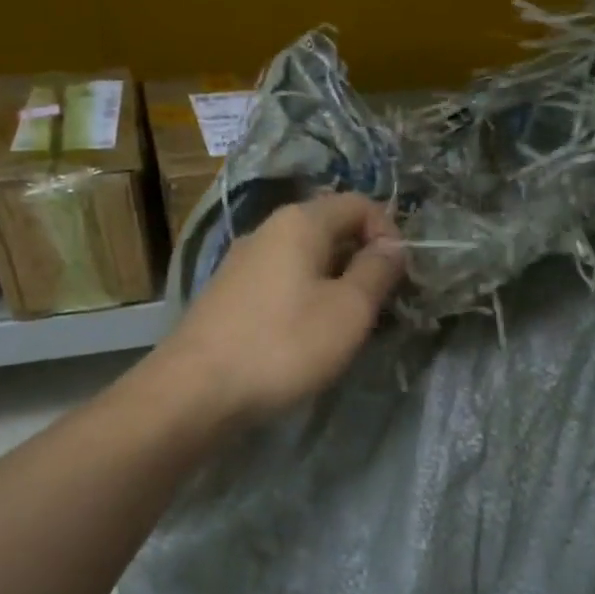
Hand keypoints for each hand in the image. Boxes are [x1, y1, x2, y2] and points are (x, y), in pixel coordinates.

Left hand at [157, 192, 405, 424]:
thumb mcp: (348, 311)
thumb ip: (377, 272)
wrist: (195, 390)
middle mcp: (268, 230)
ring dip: (336, 284)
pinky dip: (305, 299)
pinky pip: (282, 282)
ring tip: (347, 327)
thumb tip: (393, 245)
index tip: (399, 278)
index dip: (389, 233)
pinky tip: (306, 337)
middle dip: (363, 261)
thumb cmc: (283, 345)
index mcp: (300, 222)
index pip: (359, 204)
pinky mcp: (229, 294)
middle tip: (380, 307)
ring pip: (305, 260)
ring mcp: (243, 262)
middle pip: (331, 229)